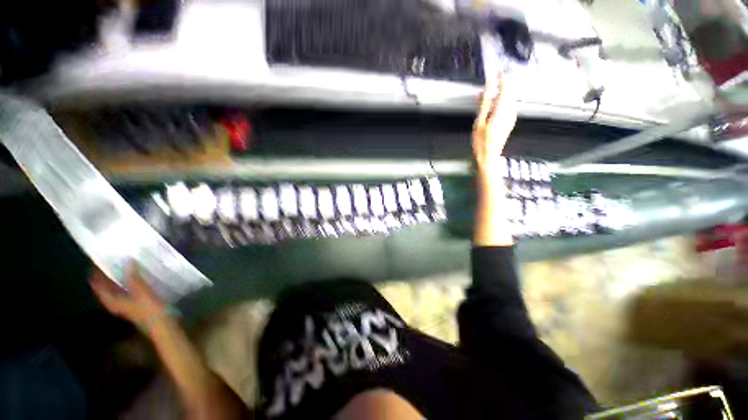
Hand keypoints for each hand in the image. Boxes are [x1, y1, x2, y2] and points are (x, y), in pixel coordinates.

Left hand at [90, 263, 167, 327]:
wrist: (164, 325)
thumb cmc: (150, 310)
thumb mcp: (142, 293)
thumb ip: (134, 278)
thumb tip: (128, 260)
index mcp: (113, 301)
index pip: (99, 287)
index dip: (96, 275)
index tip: (96, 262)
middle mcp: (117, 303)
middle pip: (107, 288)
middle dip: (106, 275)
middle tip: (109, 260)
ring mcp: (128, 304)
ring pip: (118, 289)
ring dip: (118, 278)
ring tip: (122, 265)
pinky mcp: (138, 303)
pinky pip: (129, 290)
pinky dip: (129, 282)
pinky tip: (136, 276)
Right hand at [472, 74, 516, 172]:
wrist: (488, 157)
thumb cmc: (481, 142)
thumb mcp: (479, 122)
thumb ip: (484, 103)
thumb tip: (487, 88)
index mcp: (502, 110)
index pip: (505, 88)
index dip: (501, 78)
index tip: (496, 71)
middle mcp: (510, 111)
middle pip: (510, 91)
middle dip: (502, 84)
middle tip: (493, 80)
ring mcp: (512, 117)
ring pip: (510, 98)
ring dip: (501, 93)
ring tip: (489, 93)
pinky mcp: (510, 121)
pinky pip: (509, 105)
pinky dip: (502, 101)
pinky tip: (493, 104)